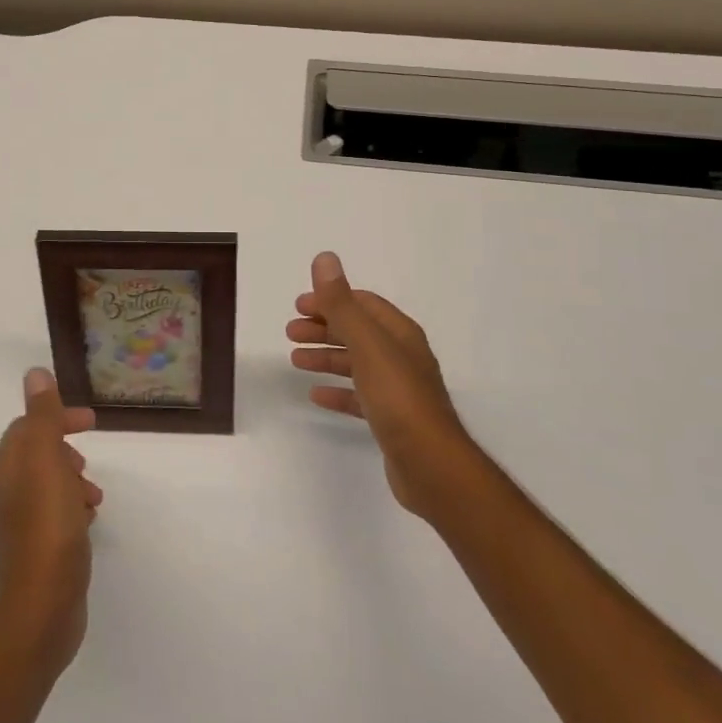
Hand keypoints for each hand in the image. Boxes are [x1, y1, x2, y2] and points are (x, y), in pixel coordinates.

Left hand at [0, 368, 103, 669]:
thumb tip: (34, 373)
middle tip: (90, 460)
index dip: (57, 418)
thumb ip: (42, 416)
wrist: (42, 608)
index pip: (26, 427)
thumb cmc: (47, 526)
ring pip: (45, 486)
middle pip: (34, 456)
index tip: (91, 422)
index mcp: (3, 470)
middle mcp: (1, 496)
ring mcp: (14, 528)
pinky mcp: (31, 555)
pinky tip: (87, 522)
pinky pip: (51, 515)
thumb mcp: (47, 460)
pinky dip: (70, 507)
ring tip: (94, 496)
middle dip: (65, 450)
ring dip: (71, 480)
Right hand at [287, 251, 473, 517]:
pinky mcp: (391, 419)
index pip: (363, 304)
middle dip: (324, 328)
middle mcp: (401, 356)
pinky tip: (316, 395)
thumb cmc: (398, 397)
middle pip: (357, 332)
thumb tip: (325, 258)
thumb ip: (342, 303)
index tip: (299, 305)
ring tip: (294, 360)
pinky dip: (337, 391)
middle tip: (290, 332)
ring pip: (356, 363)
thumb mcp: (366, 343)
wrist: (431, 464)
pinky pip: (358, 396)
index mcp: (400, 333)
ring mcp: (398, 389)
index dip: (331, 300)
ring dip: (325, 357)